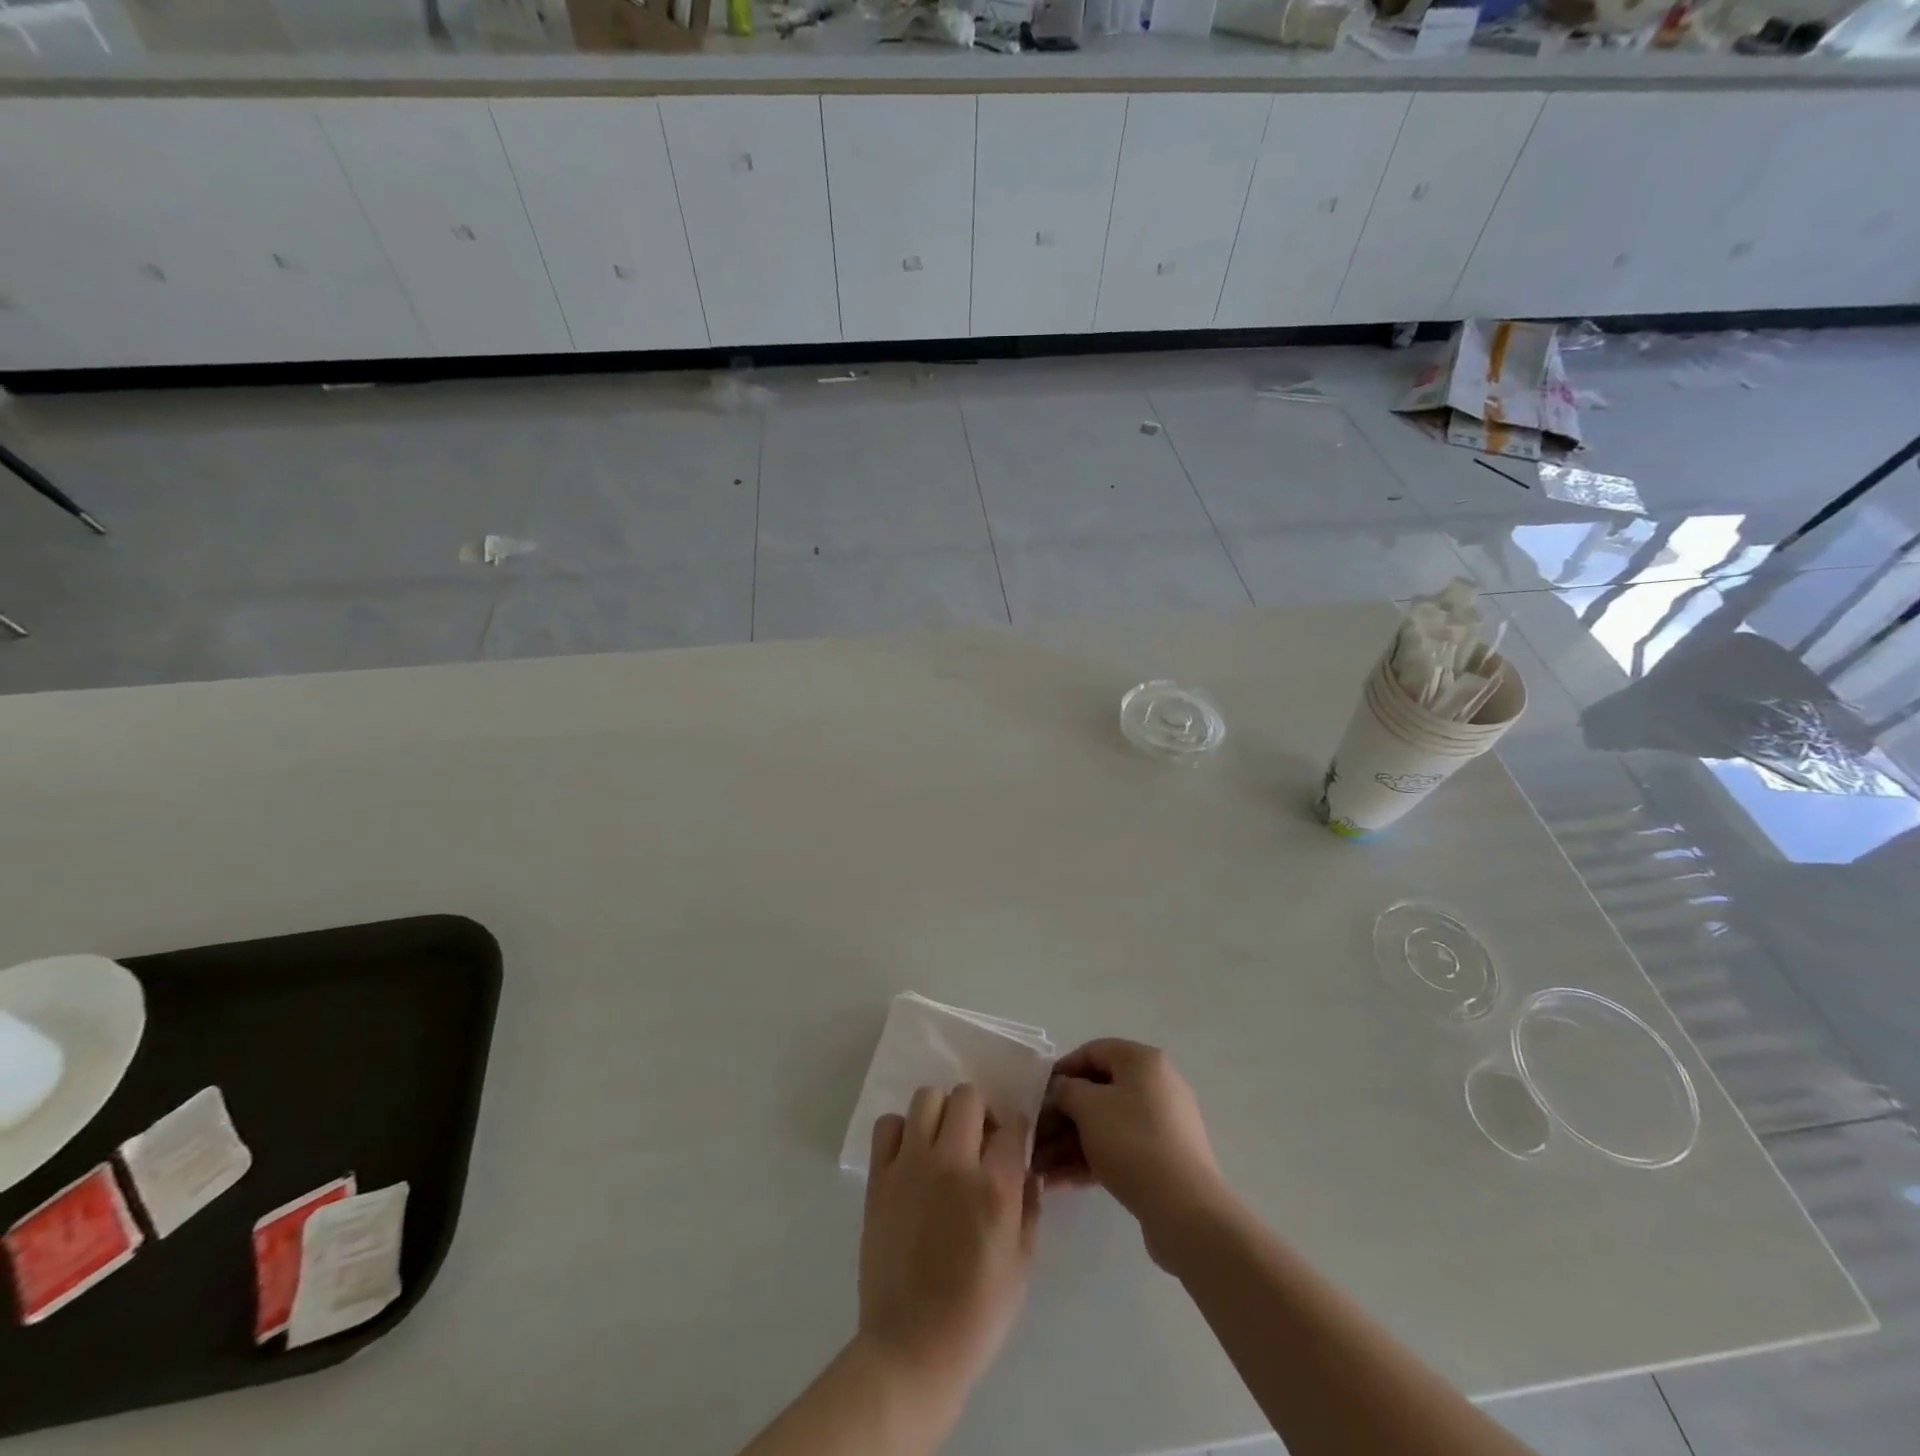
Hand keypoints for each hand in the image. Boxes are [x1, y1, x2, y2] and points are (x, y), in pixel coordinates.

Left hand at [857, 1084, 1039, 1408]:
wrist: (911, 1349)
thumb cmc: (976, 1316)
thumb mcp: (1022, 1266)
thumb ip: (1029, 1209)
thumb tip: (1027, 1170)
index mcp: (993, 1187)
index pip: (1013, 1125)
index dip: (1017, 1131)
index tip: (1012, 1146)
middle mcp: (952, 1163)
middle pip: (968, 1096)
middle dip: (980, 1112)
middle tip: (979, 1143)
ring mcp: (911, 1166)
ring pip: (927, 1098)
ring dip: (941, 1113)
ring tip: (943, 1143)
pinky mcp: (880, 1178)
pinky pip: (888, 1125)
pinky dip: (901, 1130)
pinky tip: (911, 1156)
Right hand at [1034, 1039, 1230, 1262]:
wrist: (1186, 1210)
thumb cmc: (1132, 1142)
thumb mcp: (1088, 1108)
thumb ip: (1066, 1090)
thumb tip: (1061, 1090)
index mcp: (1142, 1061)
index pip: (1093, 1051)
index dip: (1061, 1071)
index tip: (1038, 1096)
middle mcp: (1156, 1085)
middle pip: (1098, 1091)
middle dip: (1062, 1116)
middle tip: (1034, 1138)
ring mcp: (1162, 1124)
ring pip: (1106, 1125)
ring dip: (1070, 1143)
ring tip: (1039, 1168)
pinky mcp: (1163, 1159)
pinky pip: (1119, 1149)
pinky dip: (1091, 1160)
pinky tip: (1060, 1182)